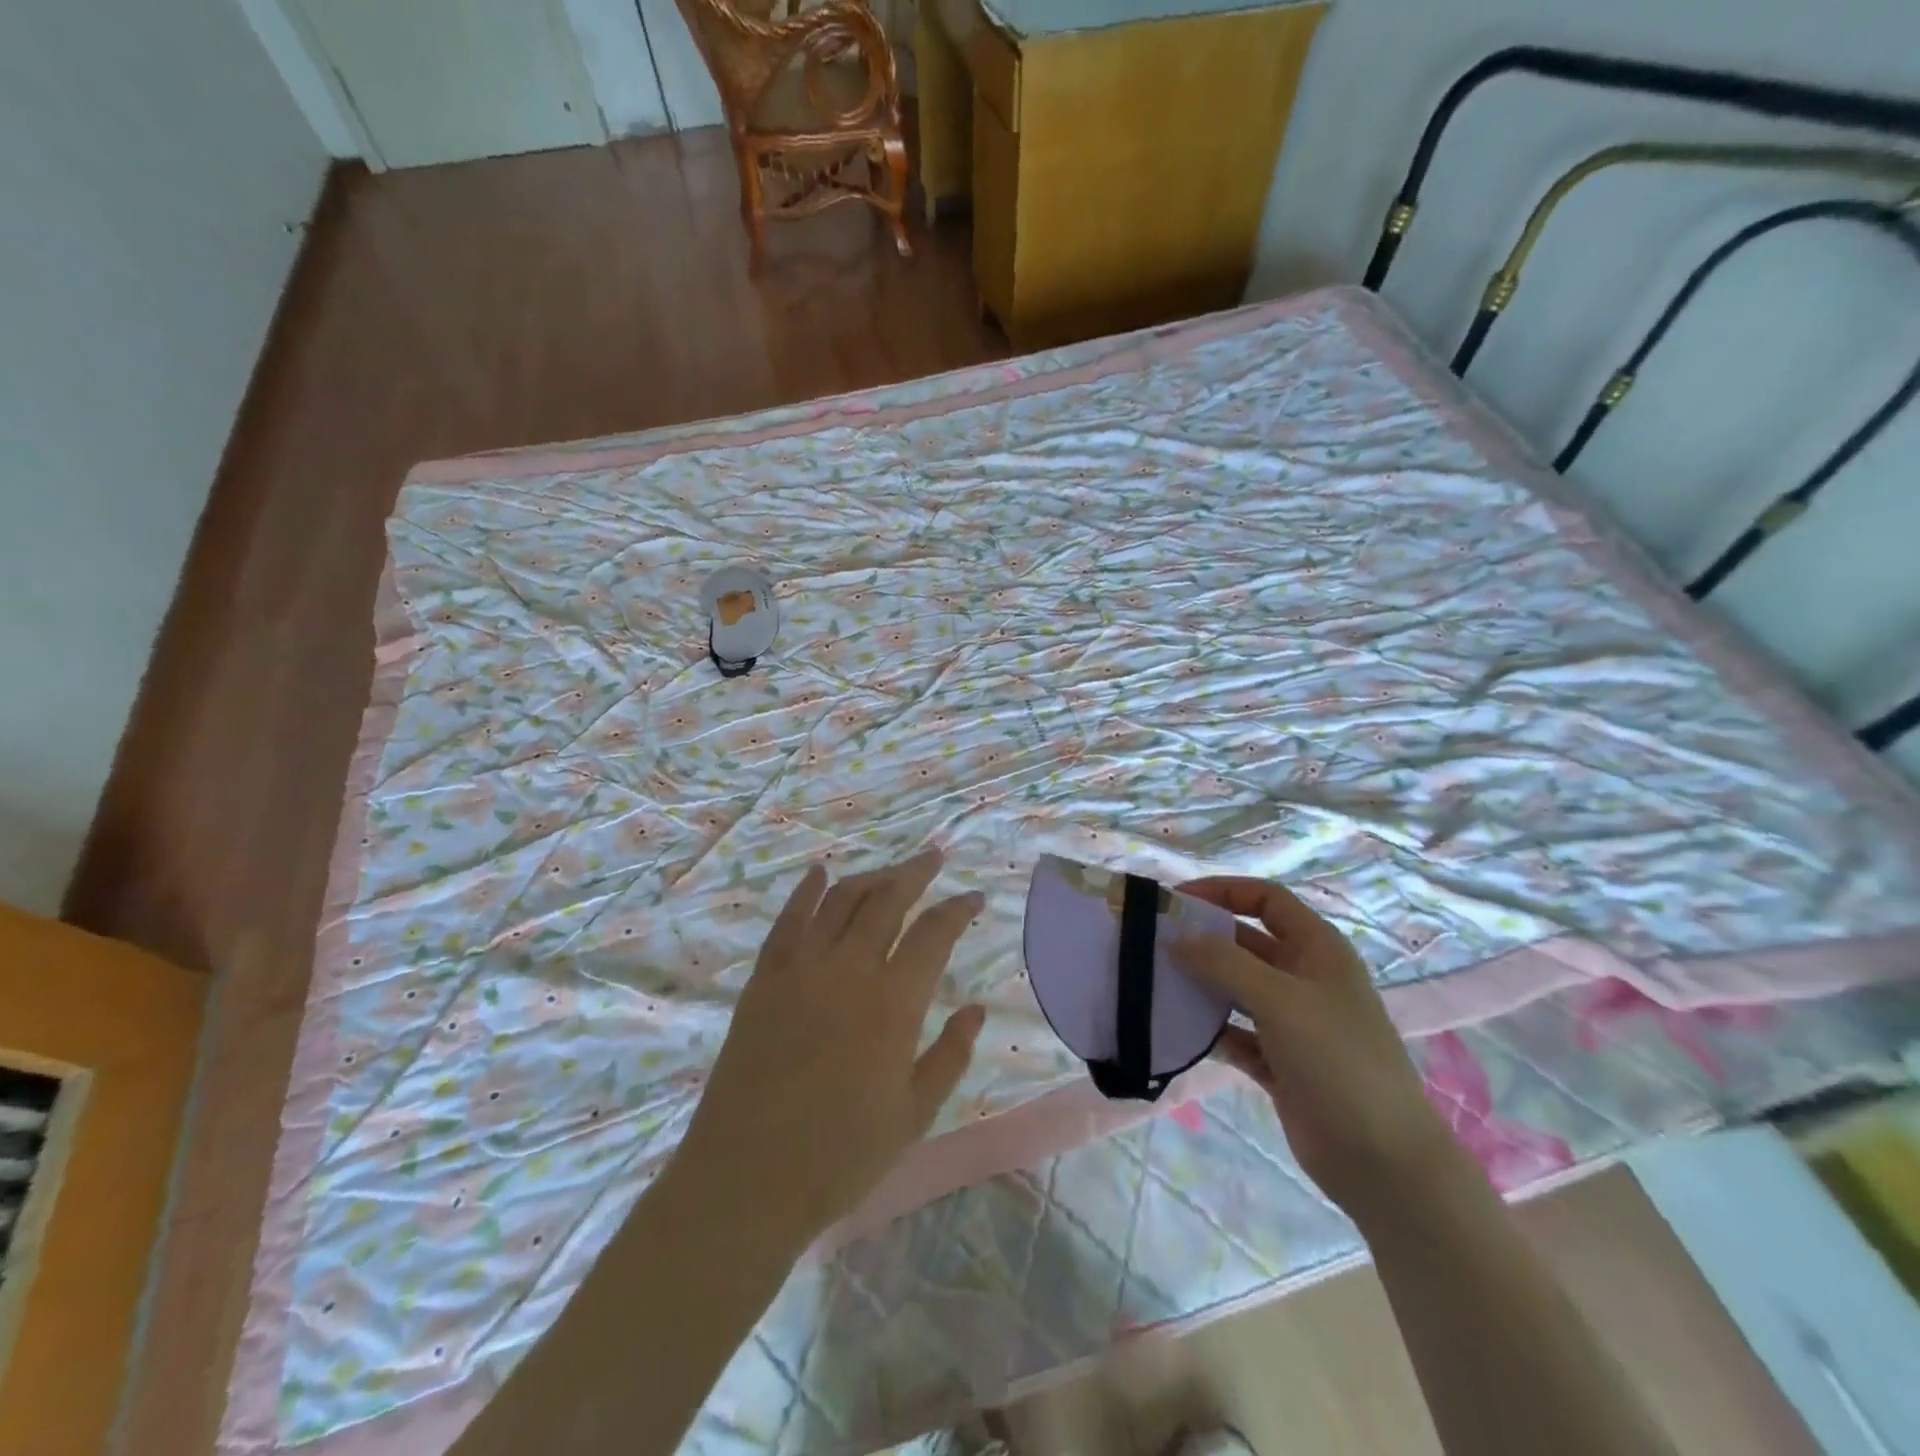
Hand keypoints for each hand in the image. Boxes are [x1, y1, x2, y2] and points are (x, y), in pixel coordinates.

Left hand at [676, 849, 985, 1244]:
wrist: (746, 1179)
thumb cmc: (840, 1156)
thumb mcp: (914, 1115)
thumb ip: (950, 1055)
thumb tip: (976, 1009)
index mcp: (893, 1004)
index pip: (934, 935)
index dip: (958, 910)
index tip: (975, 898)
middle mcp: (848, 970)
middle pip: (887, 901)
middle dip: (915, 873)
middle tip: (934, 857)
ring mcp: (801, 969)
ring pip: (841, 900)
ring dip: (870, 877)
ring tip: (891, 870)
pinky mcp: (764, 979)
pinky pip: (789, 920)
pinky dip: (807, 891)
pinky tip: (820, 873)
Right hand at [1172, 877, 1454, 1216]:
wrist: (1382, 1161)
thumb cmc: (1337, 1060)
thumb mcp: (1279, 1000)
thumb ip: (1223, 962)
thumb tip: (1176, 938)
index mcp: (1317, 949)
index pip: (1266, 899)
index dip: (1223, 891)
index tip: (1175, 900)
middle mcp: (1304, 978)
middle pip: (1245, 942)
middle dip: (1202, 939)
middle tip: (1152, 943)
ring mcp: (1292, 1022)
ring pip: (1236, 988)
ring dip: (1200, 984)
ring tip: (1153, 983)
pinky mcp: (1279, 1062)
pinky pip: (1234, 1033)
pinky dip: (1209, 1029)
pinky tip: (1177, 1031)